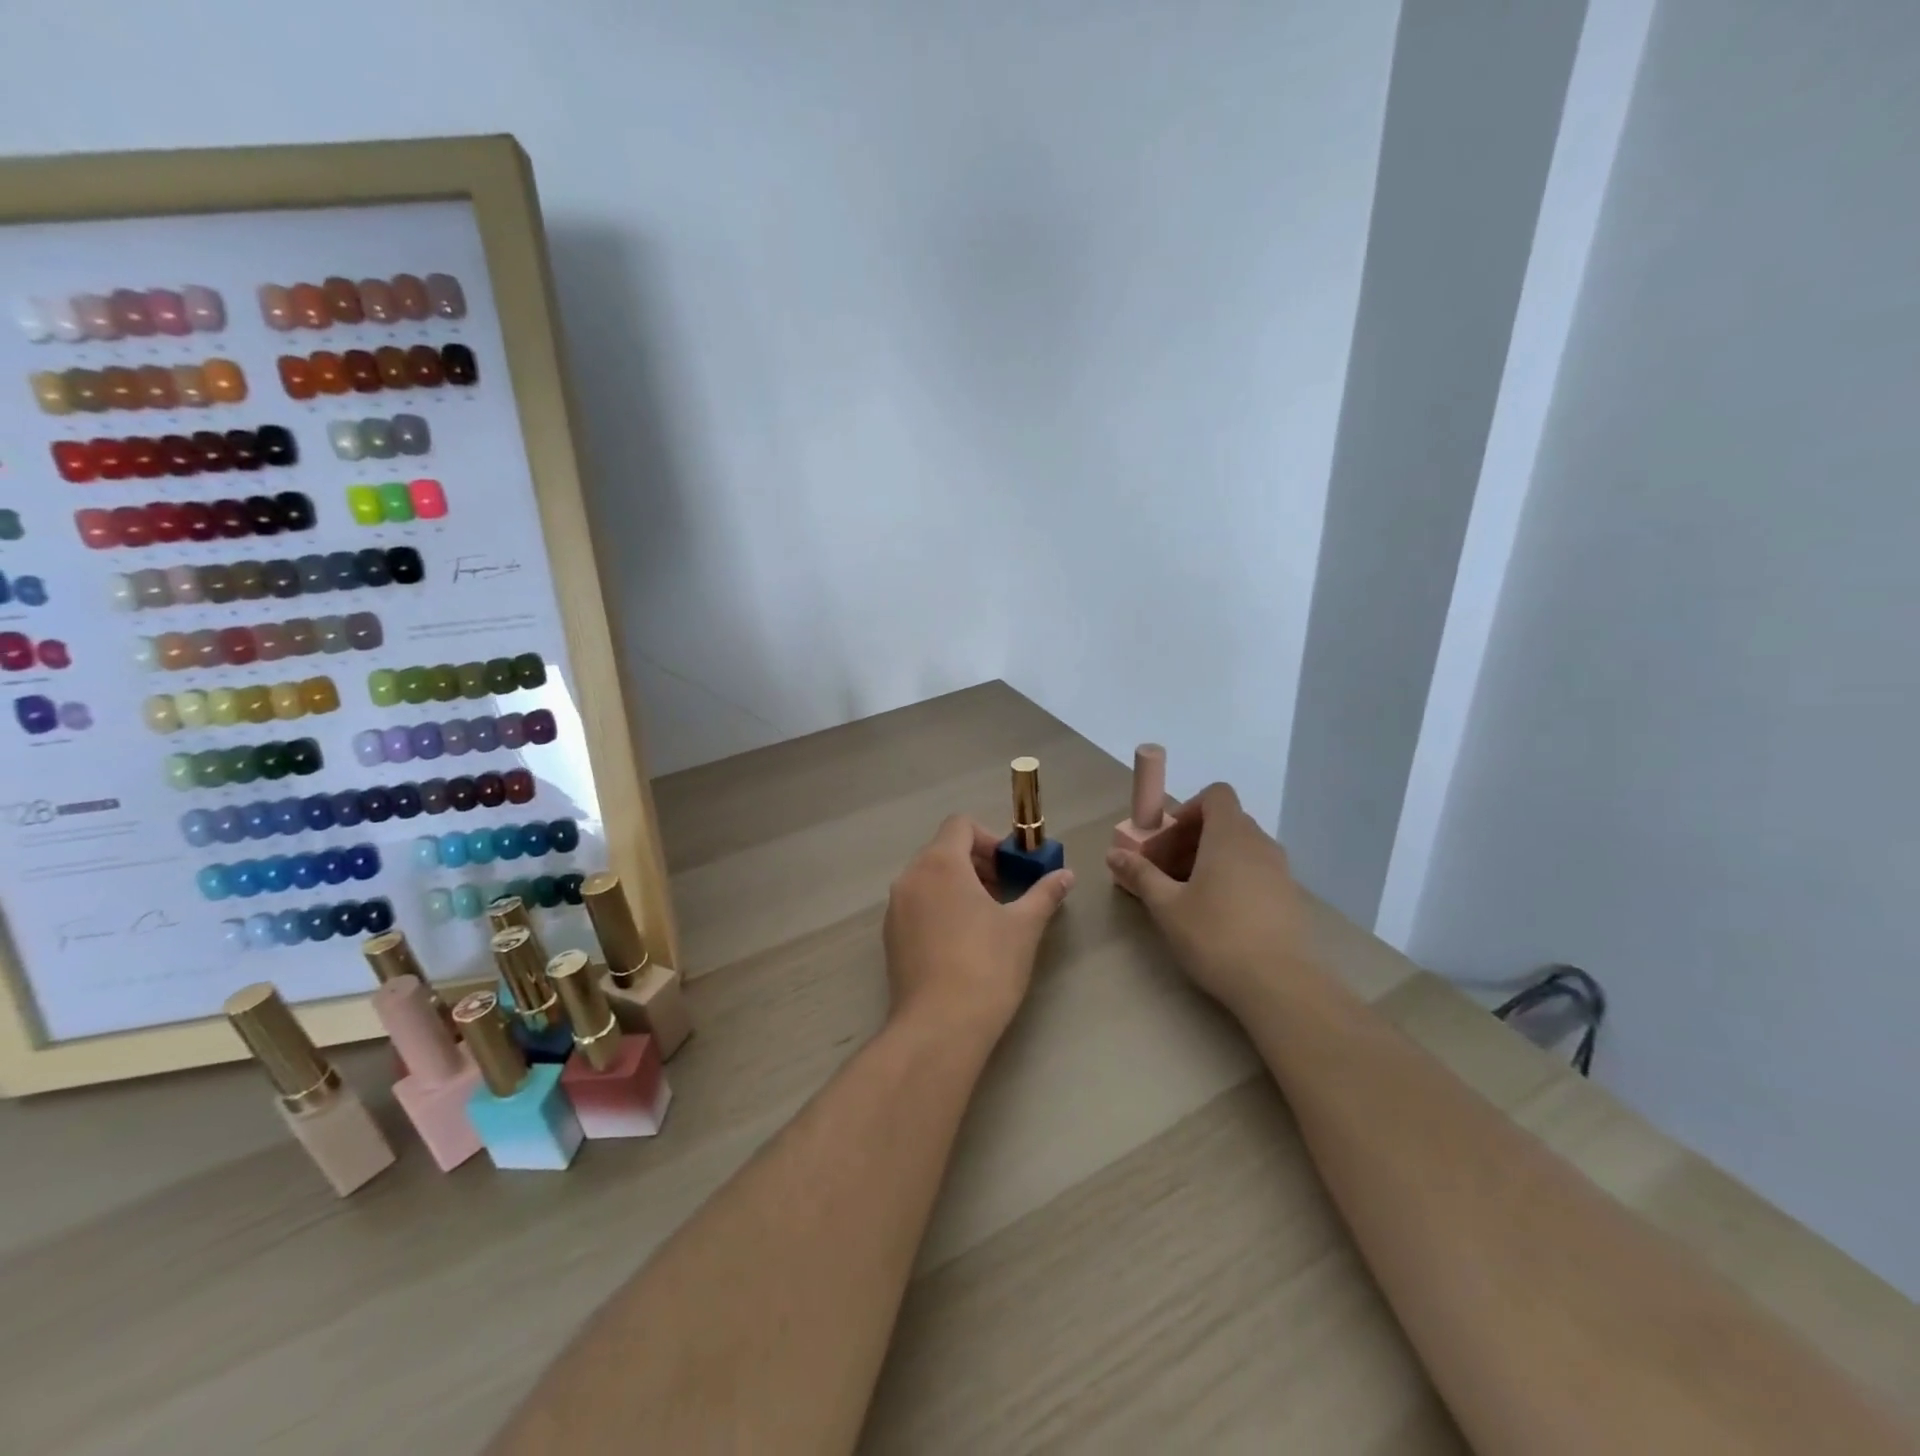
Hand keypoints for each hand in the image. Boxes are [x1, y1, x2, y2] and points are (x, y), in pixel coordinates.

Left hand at [884, 815, 1074, 1042]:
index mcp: (940, 863)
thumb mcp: (1024, 927)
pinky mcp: (889, 937)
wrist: (940, 1026)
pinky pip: (916, 905)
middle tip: (1003, 892)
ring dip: (957, 885)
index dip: (989, 838)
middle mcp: (910, 877)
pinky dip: (938, 907)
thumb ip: (1044, 894)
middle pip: (942, 850)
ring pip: (928, 878)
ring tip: (985, 918)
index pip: (960, 825)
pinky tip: (961, 943)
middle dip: (976, 863)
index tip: (1009, 868)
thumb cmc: (987, 966)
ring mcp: (895, 908)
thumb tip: (1066, 876)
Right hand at [1105, 782, 1308, 1011]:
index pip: (1217, 794)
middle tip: (1167, 868)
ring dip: (1213, 857)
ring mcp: (1280, 870)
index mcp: (1230, 835)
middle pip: (1226, 821)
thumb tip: (1114, 854)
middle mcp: (1260, 844)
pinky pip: (1256, 870)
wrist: (1279, 984)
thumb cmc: (1216, 935)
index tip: (1169, 837)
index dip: (1190, 807)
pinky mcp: (1289, 897)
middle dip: (1193, 837)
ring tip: (1189, 892)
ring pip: (1242, 847)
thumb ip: (1141, 874)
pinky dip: (1234, 876)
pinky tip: (1218, 913)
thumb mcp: (1167, 906)